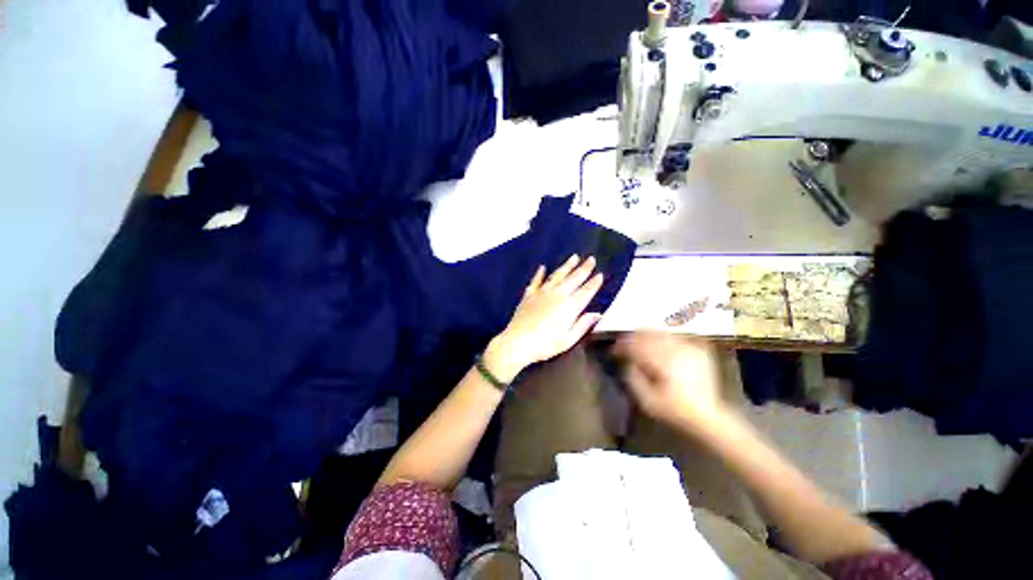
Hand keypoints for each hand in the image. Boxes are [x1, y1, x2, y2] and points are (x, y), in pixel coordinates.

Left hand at [486, 255, 604, 381]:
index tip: (600, 274)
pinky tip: (543, 267)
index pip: (586, 291)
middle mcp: (557, 295)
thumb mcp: (567, 340)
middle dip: (584, 268)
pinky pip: (536, 280)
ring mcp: (542, 293)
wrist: (517, 342)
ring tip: (574, 257)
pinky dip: (540, 273)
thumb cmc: (545, 345)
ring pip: (557, 275)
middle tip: (591, 259)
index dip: (594, 283)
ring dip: (567, 266)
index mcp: (569, 307)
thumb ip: (583, 325)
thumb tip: (597, 314)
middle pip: (574, 279)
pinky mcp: (529, 294)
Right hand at [613, 332, 728, 430]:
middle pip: (649, 336)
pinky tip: (660, 339)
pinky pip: (678, 337)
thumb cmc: (674, 411)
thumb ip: (633, 378)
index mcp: (663, 363)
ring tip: (639, 337)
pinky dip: (666, 336)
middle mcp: (676, 351)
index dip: (623, 346)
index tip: (614, 349)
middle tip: (624, 340)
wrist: (707, 417)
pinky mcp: (699, 351)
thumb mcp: (647, 401)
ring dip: (648, 334)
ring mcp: (690, 349)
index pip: (637, 347)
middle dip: (634, 337)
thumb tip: (627, 362)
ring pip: (663, 333)